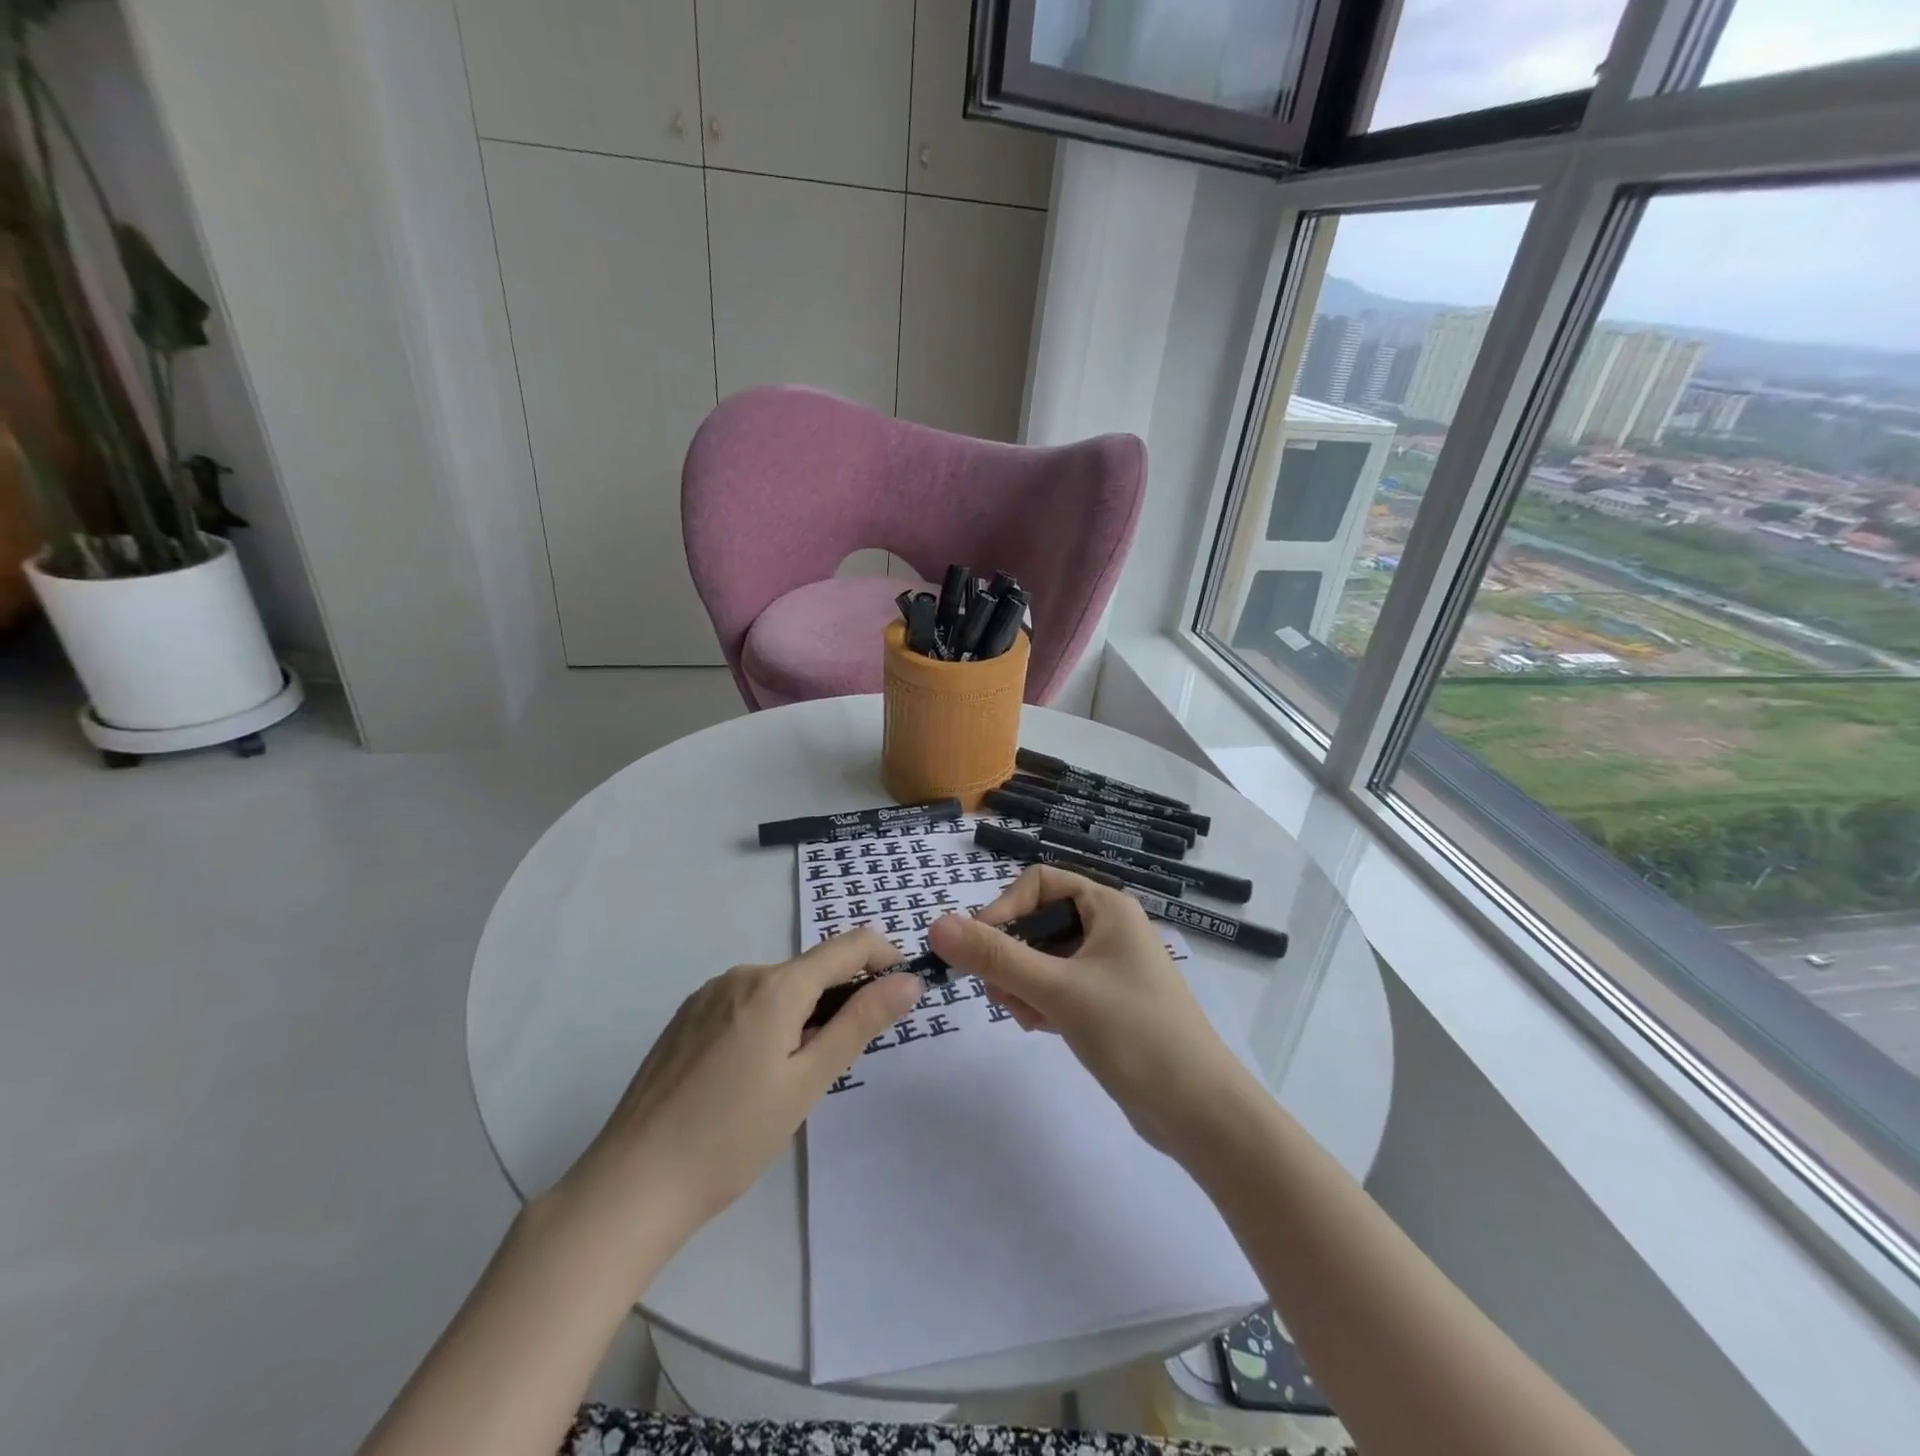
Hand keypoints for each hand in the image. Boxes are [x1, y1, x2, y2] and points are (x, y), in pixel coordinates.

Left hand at [555, 928, 920, 1240]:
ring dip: (804, 1012)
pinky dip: (769, 1020)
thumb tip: (908, 979)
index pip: (848, 946)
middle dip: (841, 997)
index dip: (884, 958)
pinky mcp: (686, 1016)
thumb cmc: (732, 1137)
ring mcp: (708, 993)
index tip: (903, 989)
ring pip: (778, 987)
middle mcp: (741, 974)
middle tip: (841, 1058)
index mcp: (775, 986)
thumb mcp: (808, 1082)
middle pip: (811, 969)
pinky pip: (745, 1001)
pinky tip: (752, 1074)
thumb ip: (860, 1023)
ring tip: (793, 1076)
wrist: (631, 1184)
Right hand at [925, 868, 1256, 1159]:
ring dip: (1021, 982)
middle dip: (1010, 954)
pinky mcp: (1105, 1002)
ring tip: (1025, 1016)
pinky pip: (1057, 986)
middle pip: (1037, 920)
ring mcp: (1108, 967)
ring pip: (1043, 957)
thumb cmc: (1134, 1034)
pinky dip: (1040, 1001)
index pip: (1038, 883)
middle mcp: (1108, 928)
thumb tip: (936, 924)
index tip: (981, 950)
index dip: (1004, 909)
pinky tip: (1040, 1028)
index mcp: (1107, 907)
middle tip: (1000, 992)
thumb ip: (996, 956)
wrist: (1200, 1112)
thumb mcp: (1058, 990)